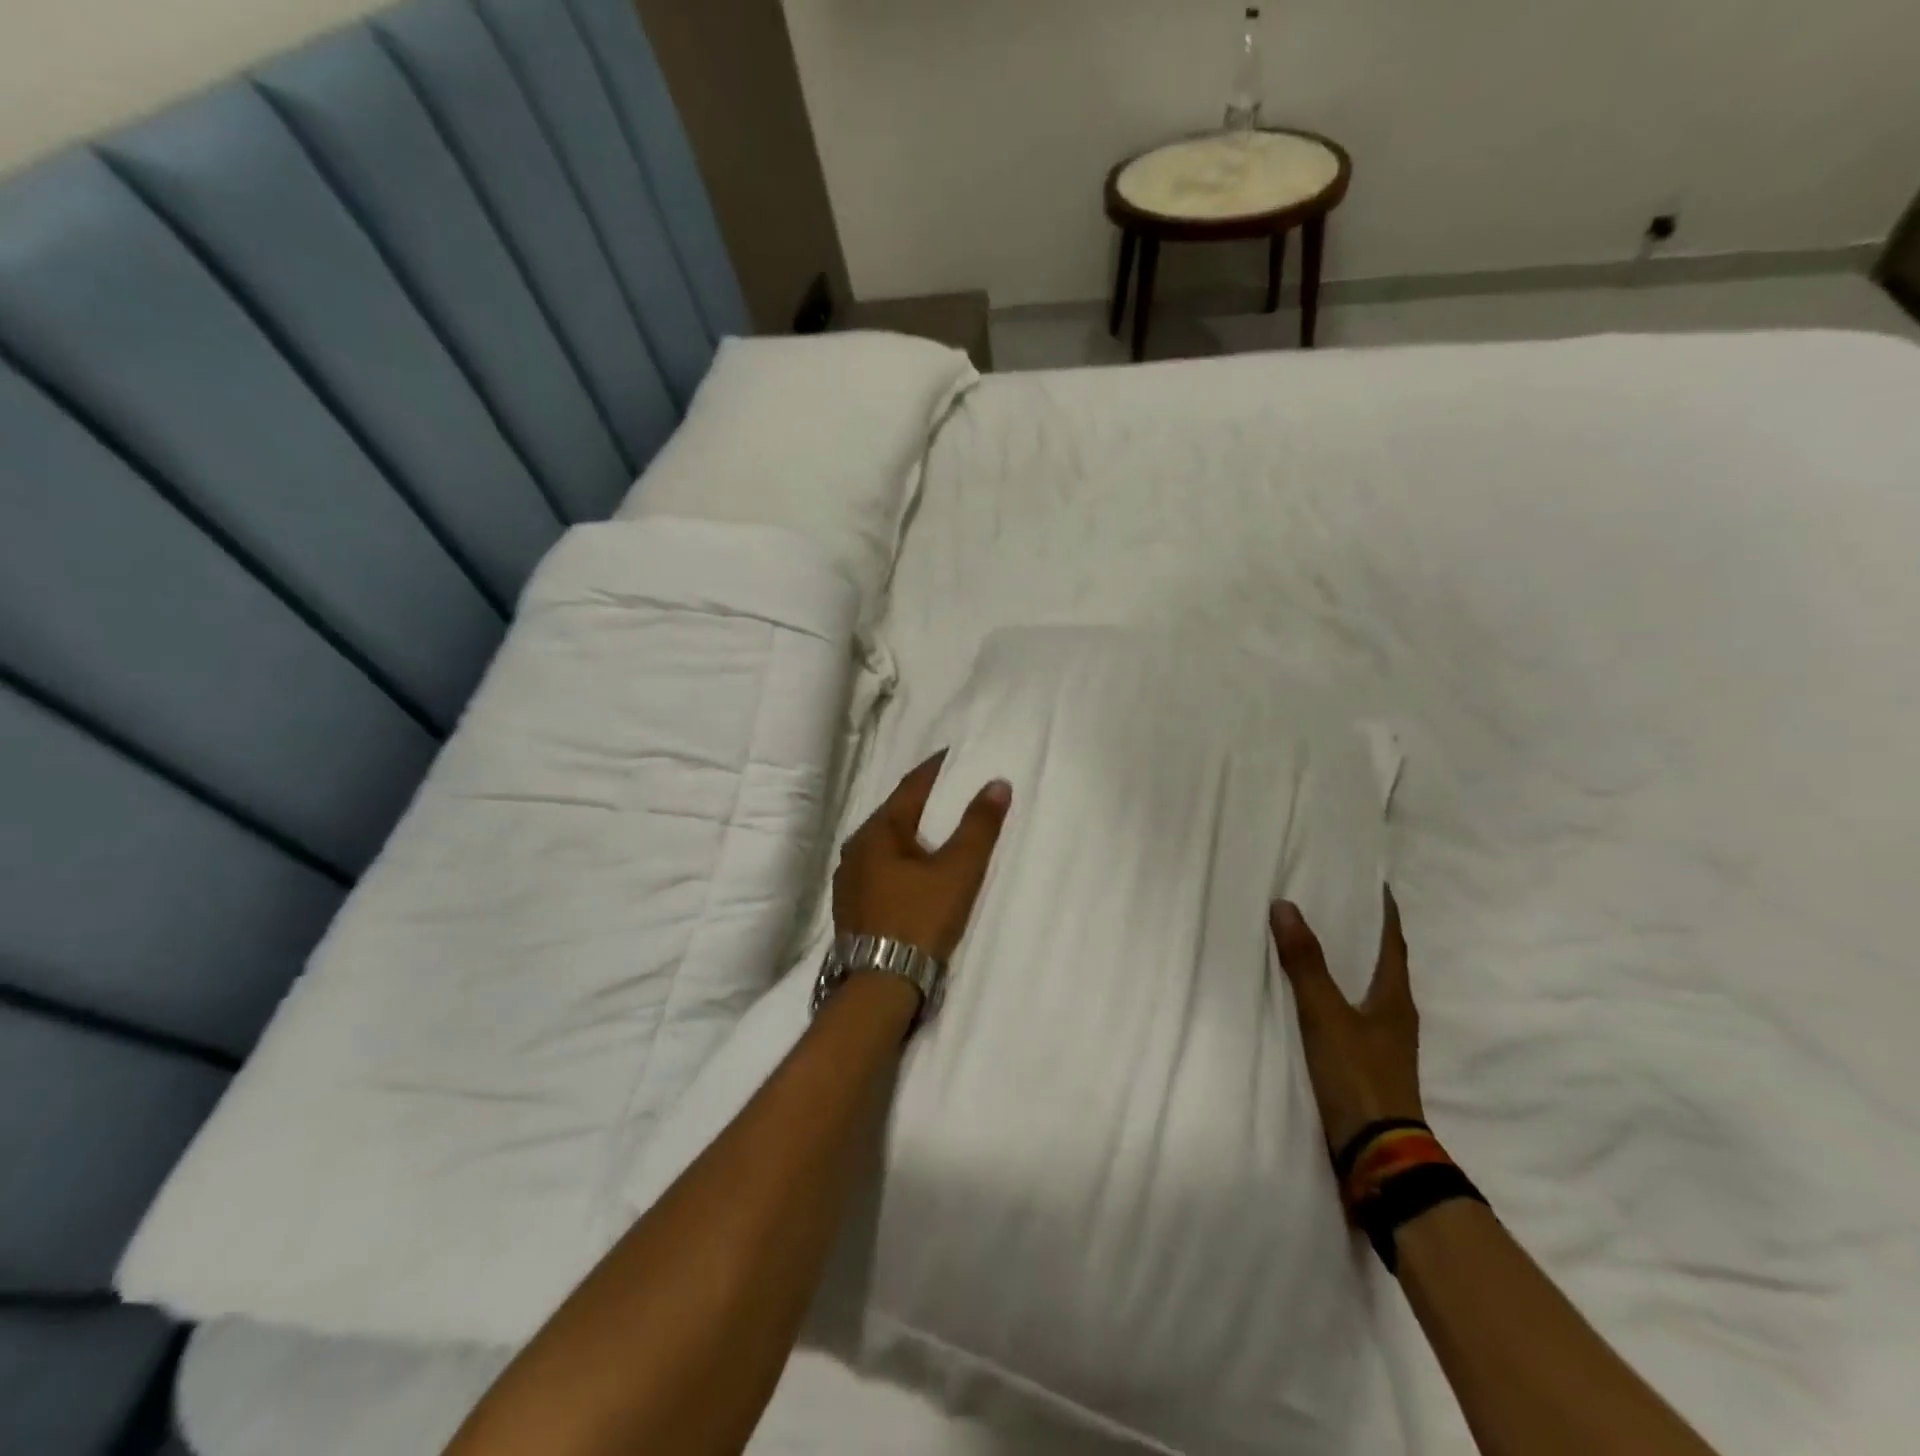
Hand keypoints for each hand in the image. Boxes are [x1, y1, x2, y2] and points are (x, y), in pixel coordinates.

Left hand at [833, 752, 1011, 961]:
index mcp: (877, 832)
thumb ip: (979, 826)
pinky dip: (903, 859)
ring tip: (940, 829)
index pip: (911, 787)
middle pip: (896, 814)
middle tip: (953, 791)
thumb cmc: (919, 919)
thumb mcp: (958, 871)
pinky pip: (882, 868)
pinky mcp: (853, 906)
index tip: (956, 755)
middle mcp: (855, 849)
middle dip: (924, 802)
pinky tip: (918, 869)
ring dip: (913, 832)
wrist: (880, 987)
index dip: (936, 769)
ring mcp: (849, 880)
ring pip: (887, 843)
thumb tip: (997, 783)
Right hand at [1270, 889, 1424, 1153]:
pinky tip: (1311, 996)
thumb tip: (1285, 905)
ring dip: (1347, 966)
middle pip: (1381, 965)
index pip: (1393, 943)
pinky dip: (1334, 994)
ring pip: (1365, 991)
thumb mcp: (1325, 1014)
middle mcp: (1395, 1016)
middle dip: (1362, 935)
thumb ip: (1305, 963)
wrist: (1376, 1153)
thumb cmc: (1357, 1075)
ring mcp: (1382, 1043)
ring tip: (1318, 942)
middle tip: (1335, 904)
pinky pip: (1349, 1014)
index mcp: (1395, 999)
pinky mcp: (1365, 1064)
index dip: (1385, 913)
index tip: (1375, 883)